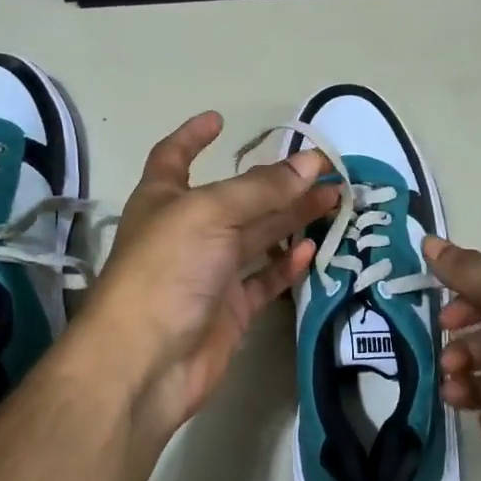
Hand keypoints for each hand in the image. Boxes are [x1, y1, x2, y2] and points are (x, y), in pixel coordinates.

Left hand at [84, 112, 337, 438]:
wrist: (147, 361)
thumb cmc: (167, 269)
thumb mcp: (211, 213)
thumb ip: (262, 188)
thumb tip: (312, 162)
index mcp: (165, 199)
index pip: (175, 157)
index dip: (194, 136)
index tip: (220, 119)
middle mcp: (187, 232)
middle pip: (237, 198)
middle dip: (276, 181)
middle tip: (323, 170)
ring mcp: (209, 273)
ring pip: (258, 237)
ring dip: (292, 218)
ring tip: (333, 202)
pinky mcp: (230, 310)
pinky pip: (265, 280)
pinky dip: (287, 265)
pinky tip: (313, 250)